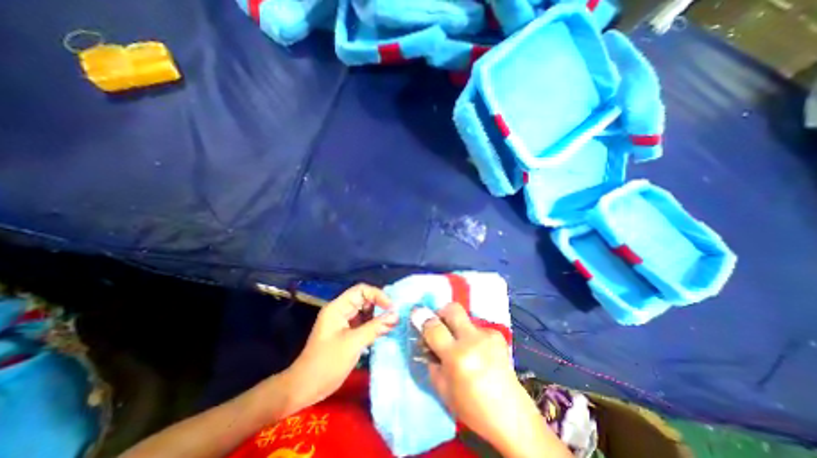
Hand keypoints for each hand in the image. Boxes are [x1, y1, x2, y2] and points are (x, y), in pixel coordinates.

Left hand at [280, 284, 397, 413]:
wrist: (305, 388)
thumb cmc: (327, 363)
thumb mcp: (353, 343)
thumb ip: (375, 327)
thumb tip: (396, 314)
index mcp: (338, 307)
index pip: (361, 290)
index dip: (378, 295)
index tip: (392, 307)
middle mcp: (341, 310)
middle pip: (364, 299)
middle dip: (380, 306)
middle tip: (395, 316)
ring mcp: (343, 322)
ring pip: (365, 311)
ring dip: (378, 316)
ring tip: (392, 324)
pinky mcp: (346, 332)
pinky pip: (363, 323)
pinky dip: (374, 326)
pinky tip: (384, 331)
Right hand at [418, 304, 569, 456]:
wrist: (511, 416)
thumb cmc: (471, 407)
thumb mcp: (442, 388)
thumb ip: (430, 359)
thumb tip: (425, 337)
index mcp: (457, 357)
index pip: (434, 327)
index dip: (422, 318)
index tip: (416, 313)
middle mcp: (473, 340)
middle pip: (452, 308)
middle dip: (441, 311)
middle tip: (438, 324)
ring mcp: (488, 335)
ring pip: (464, 318)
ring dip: (456, 327)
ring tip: (461, 345)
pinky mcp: (498, 335)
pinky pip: (476, 327)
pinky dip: (470, 335)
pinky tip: (476, 351)